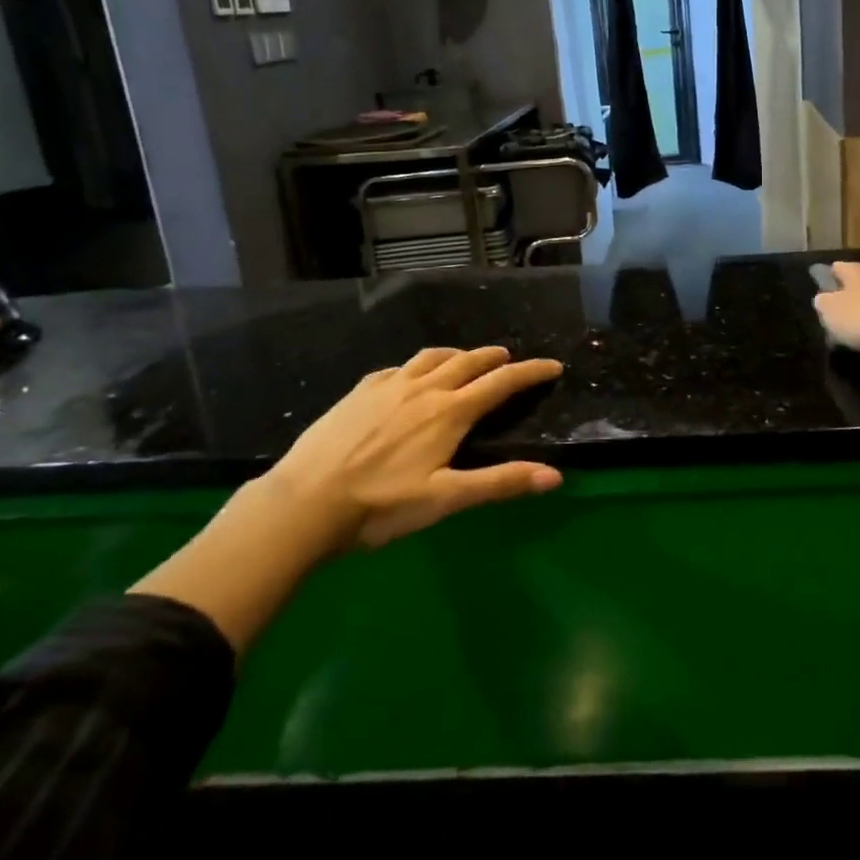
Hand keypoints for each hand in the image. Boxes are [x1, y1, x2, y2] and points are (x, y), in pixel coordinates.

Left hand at [264, 345, 564, 552]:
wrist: (305, 502)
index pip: (501, 382)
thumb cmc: (381, 505)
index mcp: (450, 412)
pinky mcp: (359, 392)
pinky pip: (396, 368)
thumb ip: (500, 483)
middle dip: (494, 357)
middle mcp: (424, 389)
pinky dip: (415, 366)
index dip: (530, 372)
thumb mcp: (446, 499)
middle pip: (468, 362)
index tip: (552, 365)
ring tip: (465, 359)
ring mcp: (388, 386)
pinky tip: (408, 377)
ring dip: (456, 354)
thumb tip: (554, 475)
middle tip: (509, 358)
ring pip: (431, 358)